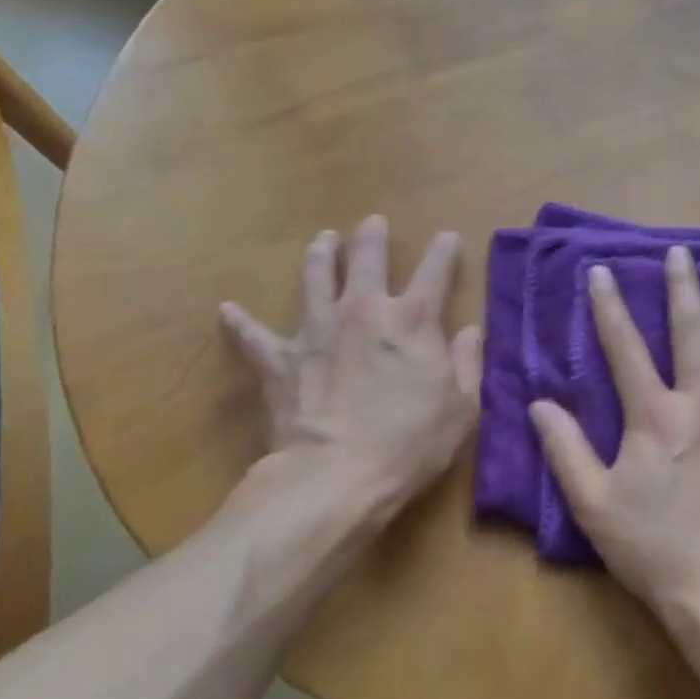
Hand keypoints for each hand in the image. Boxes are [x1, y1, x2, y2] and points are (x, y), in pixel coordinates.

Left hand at [220, 216, 480, 509]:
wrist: (338, 476)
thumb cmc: (412, 443)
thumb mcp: (463, 406)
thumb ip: (469, 362)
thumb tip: (471, 331)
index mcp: (413, 320)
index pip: (435, 271)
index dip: (444, 250)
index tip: (447, 237)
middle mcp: (364, 311)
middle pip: (367, 259)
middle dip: (372, 236)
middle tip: (373, 222)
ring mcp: (317, 330)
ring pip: (315, 278)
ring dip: (320, 255)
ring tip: (323, 240)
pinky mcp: (281, 360)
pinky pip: (254, 336)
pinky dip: (241, 322)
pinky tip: (228, 310)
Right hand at [527, 245, 699, 616]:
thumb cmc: (652, 548)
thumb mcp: (592, 503)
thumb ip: (565, 449)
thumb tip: (540, 403)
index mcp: (654, 416)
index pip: (625, 348)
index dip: (609, 307)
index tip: (602, 271)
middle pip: (692, 333)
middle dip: (683, 288)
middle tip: (682, 252)